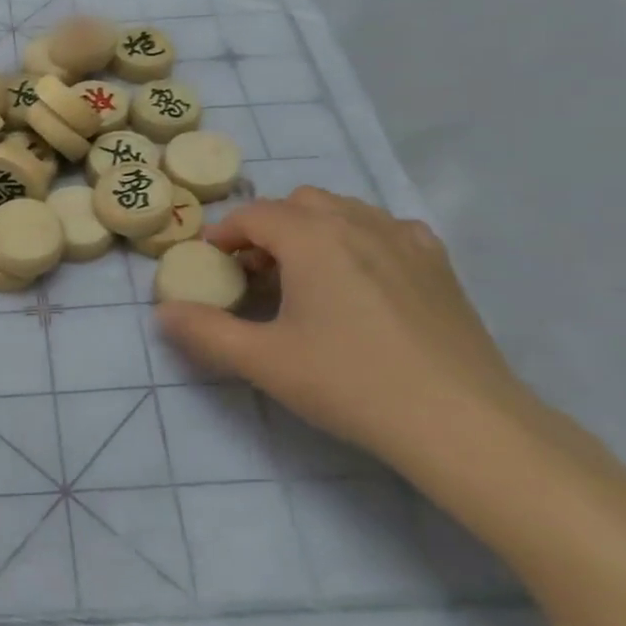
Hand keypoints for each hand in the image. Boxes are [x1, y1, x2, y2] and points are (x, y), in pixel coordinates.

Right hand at [157, 190, 542, 479]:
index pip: (254, 215)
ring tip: (305, 275)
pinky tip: (362, 276)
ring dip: (312, 229)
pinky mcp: (437, 263)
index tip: (211, 264)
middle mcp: (357, 222)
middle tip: (255, 272)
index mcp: (311, 237)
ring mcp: (404, 238)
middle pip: (297, 203)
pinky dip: (360, 238)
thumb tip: (163, 313)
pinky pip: (386, 228)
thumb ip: (205, 332)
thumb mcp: (264, 361)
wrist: (462, 423)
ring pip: (343, 209)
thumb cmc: (351, 383)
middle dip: (268, 228)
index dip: (224, 235)